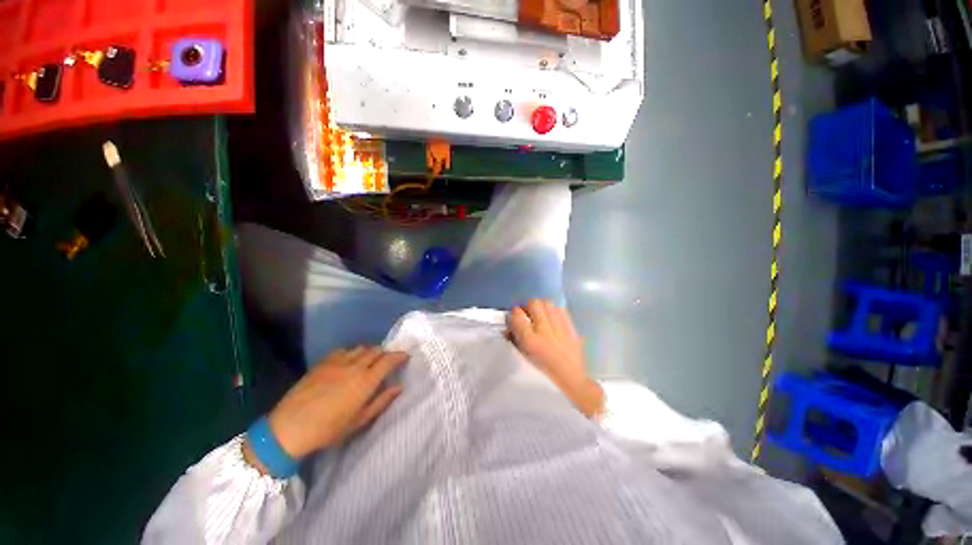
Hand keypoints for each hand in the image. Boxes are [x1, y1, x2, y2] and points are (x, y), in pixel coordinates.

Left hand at [258, 347, 407, 459]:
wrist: (289, 428)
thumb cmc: (328, 429)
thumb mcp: (359, 421)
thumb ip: (381, 401)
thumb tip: (399, 387)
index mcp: (366, 381)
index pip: (389, 360)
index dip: (400, 356)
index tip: (406, 357)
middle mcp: (355, 366)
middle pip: (376, 350)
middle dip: (385, 353)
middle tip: (387, 362)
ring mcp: (338, 362)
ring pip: (361, 348)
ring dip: (369, 352)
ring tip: (368, 362)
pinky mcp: (323, 362)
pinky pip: (343, 350)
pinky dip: (351, 352)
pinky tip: (348, 362)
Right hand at [509, 299, 602, 417]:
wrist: (572, 389)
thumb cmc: (542, 379)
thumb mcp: (522, 362)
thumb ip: (514, 342)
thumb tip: (507, 329)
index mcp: (530, 342)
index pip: (517, 314)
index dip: (513, 313)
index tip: (513, 317)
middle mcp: (546, 332)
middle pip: (535, 304)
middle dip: (528, 306)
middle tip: (526, 314)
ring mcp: (562, 329)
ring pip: (549, 304)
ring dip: (541, 306)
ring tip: (539, 315)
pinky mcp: (573, 330)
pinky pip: (562, 310)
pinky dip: (554, 310)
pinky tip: (552, 318)